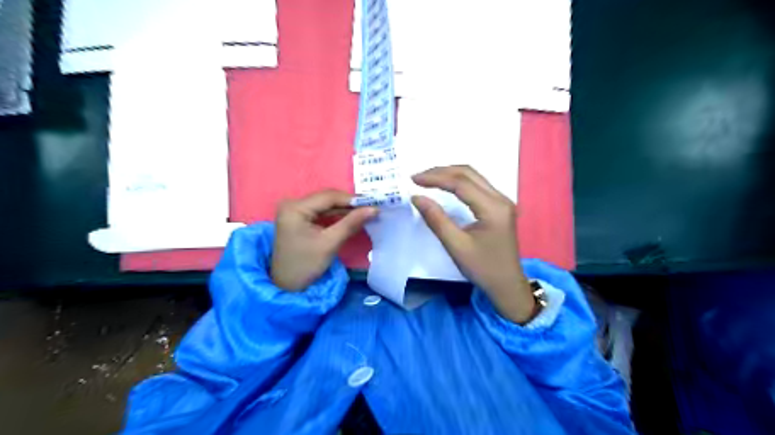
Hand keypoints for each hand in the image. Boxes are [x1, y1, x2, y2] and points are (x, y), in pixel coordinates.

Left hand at [271, 191, 379, 292]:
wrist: (287, 286)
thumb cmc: (306, 265)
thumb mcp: (330, 243)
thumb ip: (351, 223)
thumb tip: (374, 209)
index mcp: (295, 207)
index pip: (328, 197)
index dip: (352, 199)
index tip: (373, 204)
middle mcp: (292, 204)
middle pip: (326, 199)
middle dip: (349, 204)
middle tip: (371, 208)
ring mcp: (294, 211)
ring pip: (325, 205)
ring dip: (344, 209)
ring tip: (365, 212)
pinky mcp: (298, 218)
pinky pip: (321, 212)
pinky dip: (336, 215)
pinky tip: (350, 218)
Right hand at [411, 165, 539, 324]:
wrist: (507, 286)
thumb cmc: (483, 269)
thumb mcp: (456, 246)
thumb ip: (436, 219)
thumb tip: (416, 197)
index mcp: (493, 208)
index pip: (461, 183)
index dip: (435, 178)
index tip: (413, 180)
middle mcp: (501, 199)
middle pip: (469, 173)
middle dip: (441, 171)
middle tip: (418, 177)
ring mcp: (502, 201)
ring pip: (474, 176)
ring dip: (450, 174)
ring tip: (427, 179)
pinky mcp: (500, 206)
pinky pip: (478, 185)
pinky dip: (458, 182)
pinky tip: (445, 185)